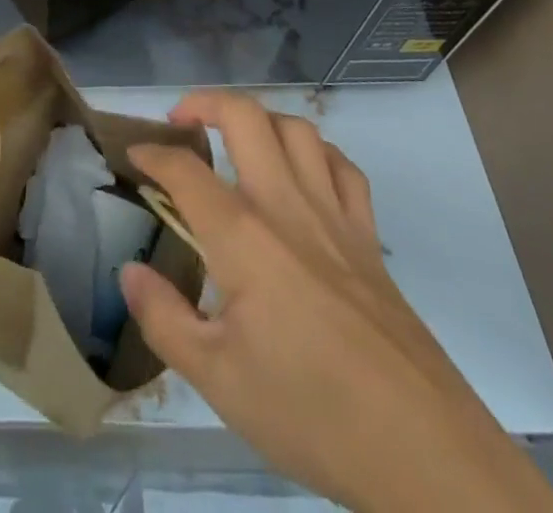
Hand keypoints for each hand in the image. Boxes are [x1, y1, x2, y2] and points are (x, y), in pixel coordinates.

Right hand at [124, 93, 552, 512]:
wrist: (423, 450)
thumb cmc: (310, 412)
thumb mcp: (217, 380)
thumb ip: (163, 318)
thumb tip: (129, 270)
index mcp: (241, 236)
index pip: (184, 169)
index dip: (151, 154)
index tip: (132, 156)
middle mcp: (285, 205)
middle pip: (244, 115)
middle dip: (203, 103)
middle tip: (181, 122)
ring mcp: (333, 214)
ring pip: (296, 129)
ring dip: (260, 120)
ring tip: (238, 140)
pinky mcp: (368, 237)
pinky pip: (343, 166)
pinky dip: (316, 152)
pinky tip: (302, 172)